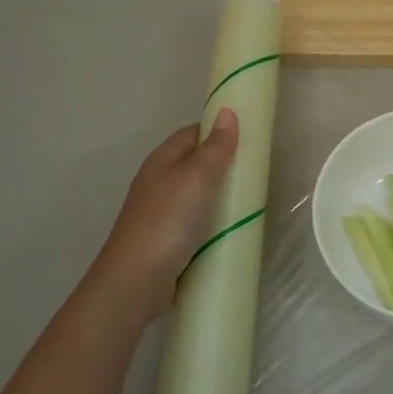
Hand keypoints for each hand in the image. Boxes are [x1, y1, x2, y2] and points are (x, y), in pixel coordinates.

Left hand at [84, 110, 239, 313]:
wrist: (135, 281)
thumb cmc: (167, 221)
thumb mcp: (196, 178)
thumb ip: (215, 147)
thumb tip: (227, 112)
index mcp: (162, 161)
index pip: (193, 133)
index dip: (219, 130)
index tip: (250, 136)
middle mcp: (159, 182)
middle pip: (196, 163)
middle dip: (224, 164)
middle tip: (257, 169)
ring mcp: (162, 212)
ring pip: (198, 193)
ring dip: (221, 194)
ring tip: (252, 198)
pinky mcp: (168, 239)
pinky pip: (197, 220)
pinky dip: (215, 220)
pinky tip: (233, 227)